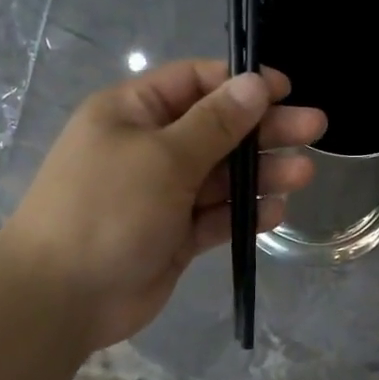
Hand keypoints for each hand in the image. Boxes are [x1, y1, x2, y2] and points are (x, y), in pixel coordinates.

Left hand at [0, 61, 326, 350]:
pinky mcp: (174, 236)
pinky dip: (243, 214)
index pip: (195, 82)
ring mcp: (162, 195)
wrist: (63, 296)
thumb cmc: (107, 210)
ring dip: (261, 174)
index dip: (241, 83)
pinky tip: (275, 212)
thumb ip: (215, 123)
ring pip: (221, 177)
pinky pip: (215, 217)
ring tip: (304, 174)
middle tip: (315, 128)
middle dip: (264, 129)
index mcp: (134, 113)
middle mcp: (149, 148)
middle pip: (217, 129)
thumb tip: (254, 83)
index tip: (286, 90)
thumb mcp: (163, 157)